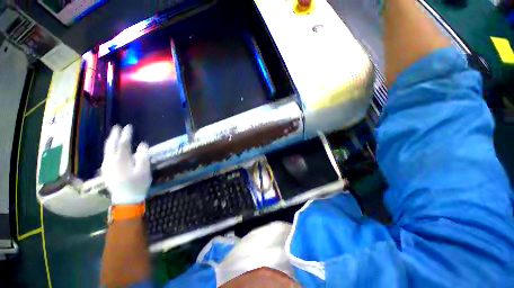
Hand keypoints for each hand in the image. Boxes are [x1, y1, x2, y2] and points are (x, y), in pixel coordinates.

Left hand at [101, 125, 151, 204]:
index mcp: (121, 161)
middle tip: (118, 127)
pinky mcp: (106, 171)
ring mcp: (106, 167)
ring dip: (110, 141)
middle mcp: (110, 162)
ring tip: (114, 134)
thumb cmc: (138, 185)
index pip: (123, 144)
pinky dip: (109, 148)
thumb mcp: (144, 171)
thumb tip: (142, 144)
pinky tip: (111, 148)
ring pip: (106, 150)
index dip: (126, 135)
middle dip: (114, 135)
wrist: (126, 200)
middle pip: (110, 145)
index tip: (129, 127)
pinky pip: (106, 155)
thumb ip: (143, 157)